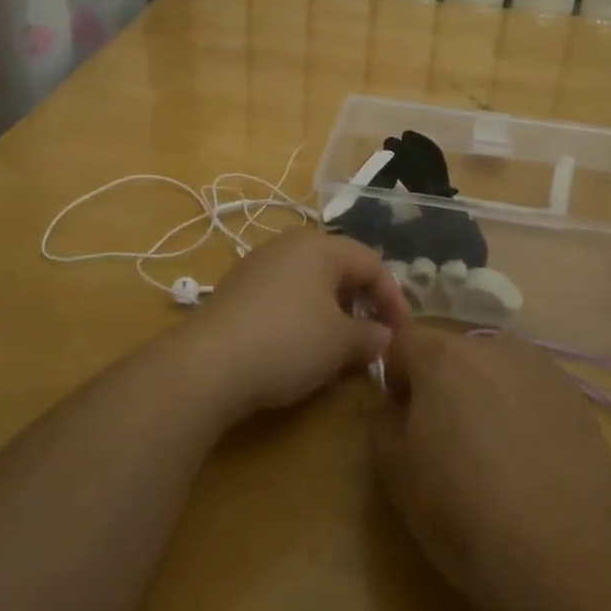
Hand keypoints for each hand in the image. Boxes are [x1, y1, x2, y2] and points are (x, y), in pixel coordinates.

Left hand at [180, 229, 413, 418]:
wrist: (208, 364)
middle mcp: (288, 246)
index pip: (372, 263)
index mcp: (319, 246)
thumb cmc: (288, 342)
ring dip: (333, 315)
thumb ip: (371, 336)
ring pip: (311, 286)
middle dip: (362, 305)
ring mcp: (258, 266)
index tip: (402, 336)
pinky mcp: (237, 291)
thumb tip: (384, 336)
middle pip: (340, 270)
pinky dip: (303, 319)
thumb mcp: (341, 343)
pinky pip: (285, 298)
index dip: (393, 299)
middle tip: (372, 341)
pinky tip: (301, 351)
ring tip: (339, 351)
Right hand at [371, 326, 610, 610]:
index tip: (404, 420)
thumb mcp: (393, 469)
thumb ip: (385, 418)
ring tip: (495, 454)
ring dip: (485, 395)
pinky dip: (524, 413)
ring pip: (496, 370)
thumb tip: (402, 405)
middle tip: (448, 441)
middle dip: (443, 386)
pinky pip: (532, 393)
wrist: (559, 555)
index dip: (395, 378)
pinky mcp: (577, 398)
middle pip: (453, 353)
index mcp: (443, 356)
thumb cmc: (461, 509)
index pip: (402, 342)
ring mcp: (542, 369)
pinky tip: (531, 463)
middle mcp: (493, 347)